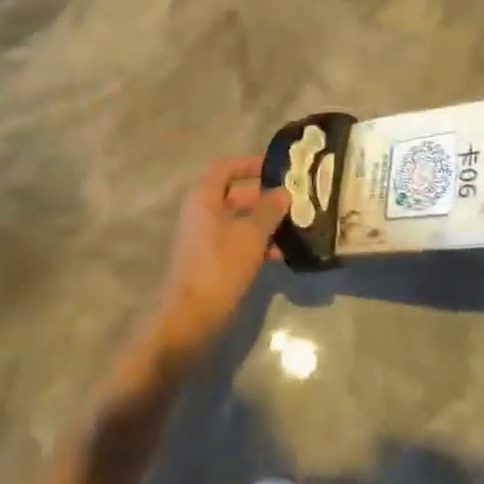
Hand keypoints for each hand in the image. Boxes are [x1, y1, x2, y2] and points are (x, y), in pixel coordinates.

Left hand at [152, 155, 289, 357]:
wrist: (190, 320)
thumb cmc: (220, 267)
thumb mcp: (251, 235)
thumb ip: (269, 210)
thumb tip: (284, 192)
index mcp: (204, 197)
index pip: (226, 167)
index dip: (250, 164)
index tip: (276, 168)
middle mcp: (200, 212)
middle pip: (234, 194)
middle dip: (263, 197)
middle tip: (292, 200)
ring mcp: (203, 238)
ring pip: (237, 220)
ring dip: (263, 222)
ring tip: (293, 228)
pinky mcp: (209, 262)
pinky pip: (235, 241)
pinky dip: (255, 243)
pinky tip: (280, 254)